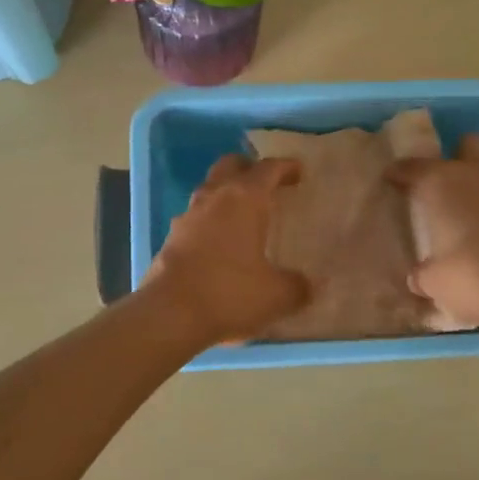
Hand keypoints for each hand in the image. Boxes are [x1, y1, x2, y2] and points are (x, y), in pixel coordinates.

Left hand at [147, 155, 308, 345]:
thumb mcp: (276, 295)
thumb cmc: (230, 293)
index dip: (285, 167)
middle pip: (230, 166)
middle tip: (267, 183)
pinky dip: (210, 221)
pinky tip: (220, 244)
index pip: (268, 169)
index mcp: (244, 199)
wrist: (170, 313)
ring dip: (226, 194)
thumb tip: (308, 285)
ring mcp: (188, 216)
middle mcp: (214, 198)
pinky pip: (195, 218)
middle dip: (249, 168)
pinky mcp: (171, 238)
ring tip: (244, 214)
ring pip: (209, 190)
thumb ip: (297, 286)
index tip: (298, 171)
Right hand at [387, 134, 478, 329]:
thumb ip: (423, 274)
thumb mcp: (436, 283)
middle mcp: (477, 176)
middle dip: (456, 156)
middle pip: (468, 145)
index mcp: (442, 184)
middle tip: (442, 184)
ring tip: (468, 217)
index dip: (399, 173)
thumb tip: (418, 277)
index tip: (391, 180)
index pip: (412, 167)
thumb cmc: (476, 277)